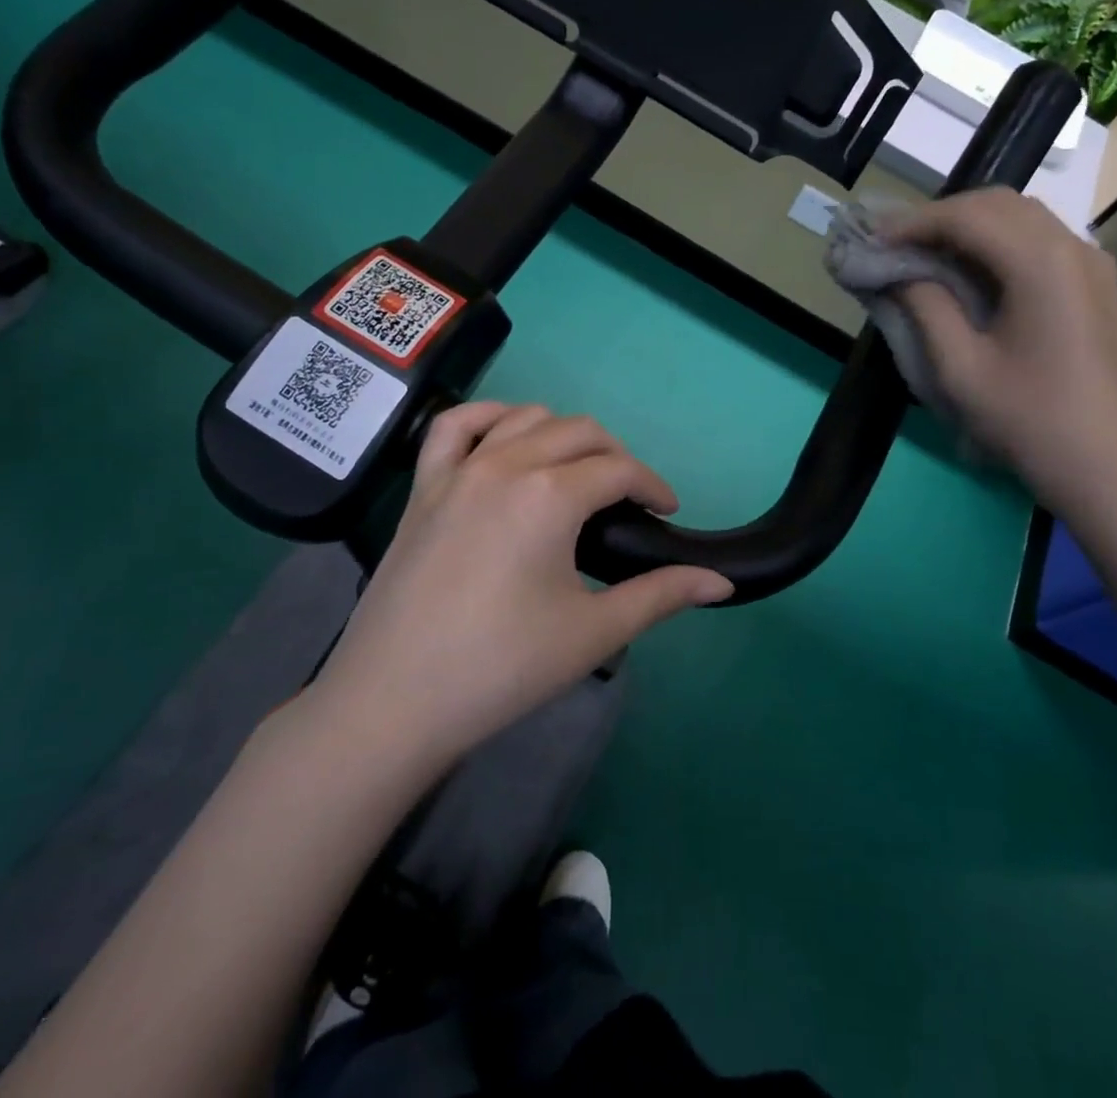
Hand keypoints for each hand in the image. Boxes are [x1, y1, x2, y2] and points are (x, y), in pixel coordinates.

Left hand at [308, 403, 732, 774]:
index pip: (619, 469)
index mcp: (550, 495)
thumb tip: (722, 582)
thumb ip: (661, 595)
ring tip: (576, 472)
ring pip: (524, 417)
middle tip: (628, 500)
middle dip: (616, 457)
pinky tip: (506, 436)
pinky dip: (489, 417)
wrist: (394, 701)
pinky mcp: (423, 486)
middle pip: (579, 432)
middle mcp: (505, 464)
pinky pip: (455, 425)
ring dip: (562, 434)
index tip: (667, 512)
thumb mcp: (593, 632)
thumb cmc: (502, 668)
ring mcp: (458, 470)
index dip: (653, 486)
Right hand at [888, 187, 1116, 513]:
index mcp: (1041, 263)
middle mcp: (1072, 247)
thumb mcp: (960, 367)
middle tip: (893, 244)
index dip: (912, 223)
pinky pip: (1038, 240)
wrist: (1105, 465)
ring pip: (1020, 217)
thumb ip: (925, 306)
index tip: (871, 240)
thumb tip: (897, 271)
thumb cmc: (1027, 419)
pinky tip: (968, 270)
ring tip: (922, 254)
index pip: (967, 216)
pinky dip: (995, 241)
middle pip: (997, 204)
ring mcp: (1090, 263)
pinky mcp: (1094, 283)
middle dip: (939, 217)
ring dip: (967, 225)